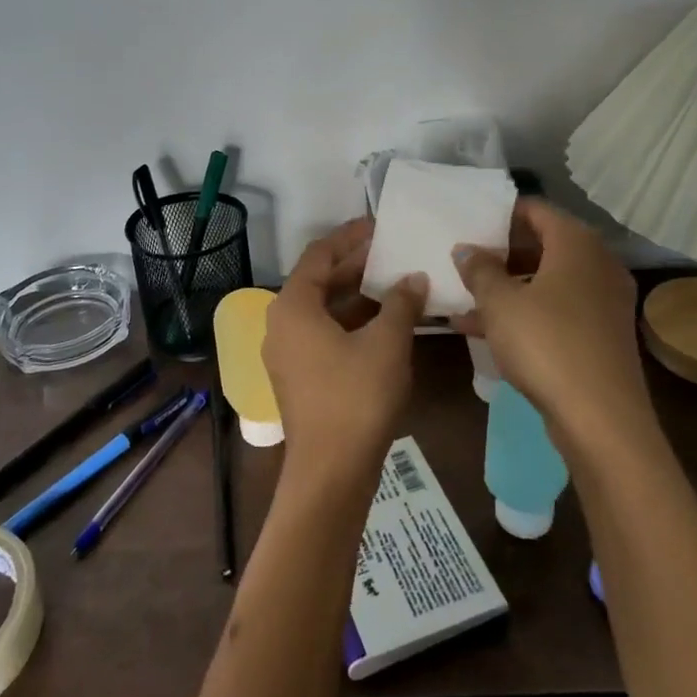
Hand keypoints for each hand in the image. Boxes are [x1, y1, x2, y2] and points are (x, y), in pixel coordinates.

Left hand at [263, 219, 426, 478]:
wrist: (331, 471)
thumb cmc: (356, 397)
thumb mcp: (386, 343)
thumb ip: (401, 303)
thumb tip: (414, 278)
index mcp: (293, 306)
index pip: (319, 254)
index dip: (350, 236)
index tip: (380, 225)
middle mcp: (282, 323)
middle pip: (319, 280)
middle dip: (356, 265)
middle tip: (394, 252)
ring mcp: (288, 352)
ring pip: (323, 309)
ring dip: (358, 295)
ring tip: (396, 283)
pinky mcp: (299, 376)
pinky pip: (324, 333)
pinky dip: (352, 322)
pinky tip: (385, 322)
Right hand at [451, 199, 654, 457]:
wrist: (601, 418)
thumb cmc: (546, 344)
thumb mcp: (500, 303)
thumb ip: (480, 270)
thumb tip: (466, 248)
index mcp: (577, 244)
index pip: (537, 210)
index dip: (502, 213)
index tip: (471, 222)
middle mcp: (597, 264)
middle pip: (544, 245)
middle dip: (502, 253)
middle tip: (465, 260)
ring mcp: (604, 301)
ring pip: (548, 282)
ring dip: (508, 287)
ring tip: (465, 298)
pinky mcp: (601, 334)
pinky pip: (557, 310)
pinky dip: (526, 313)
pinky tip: (486, 331)